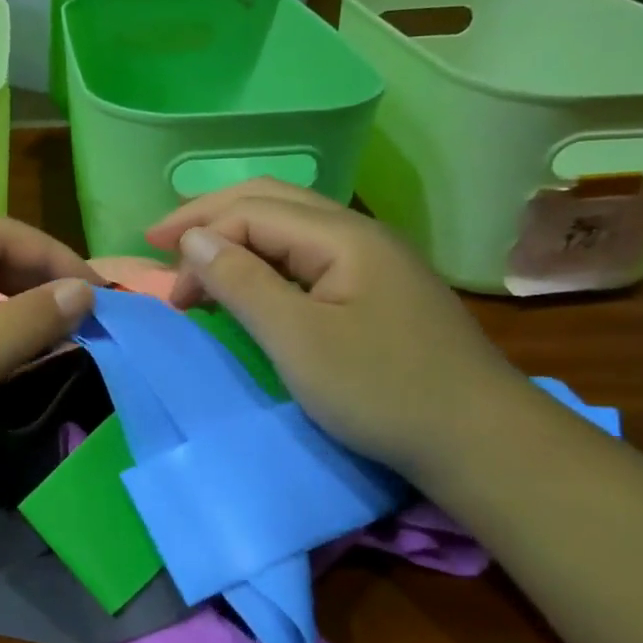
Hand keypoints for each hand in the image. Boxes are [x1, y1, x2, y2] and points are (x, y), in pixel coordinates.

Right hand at [147, 180, 530, 481]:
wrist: (481, 441)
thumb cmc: (382, 390)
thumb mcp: (298, 340)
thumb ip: (241, 282)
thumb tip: (192, 239)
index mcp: (341, 235)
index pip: (250, 212)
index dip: (198, 239)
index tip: (168, 292)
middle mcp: (357, 232)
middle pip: (270, 201)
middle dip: (209, 216)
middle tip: (160, 240)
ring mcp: (371, 259)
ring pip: (289, 224)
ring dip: (236, 234)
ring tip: (196, 256)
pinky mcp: (376, 288)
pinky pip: (306, 254)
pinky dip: (263, 258)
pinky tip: (250, 278)